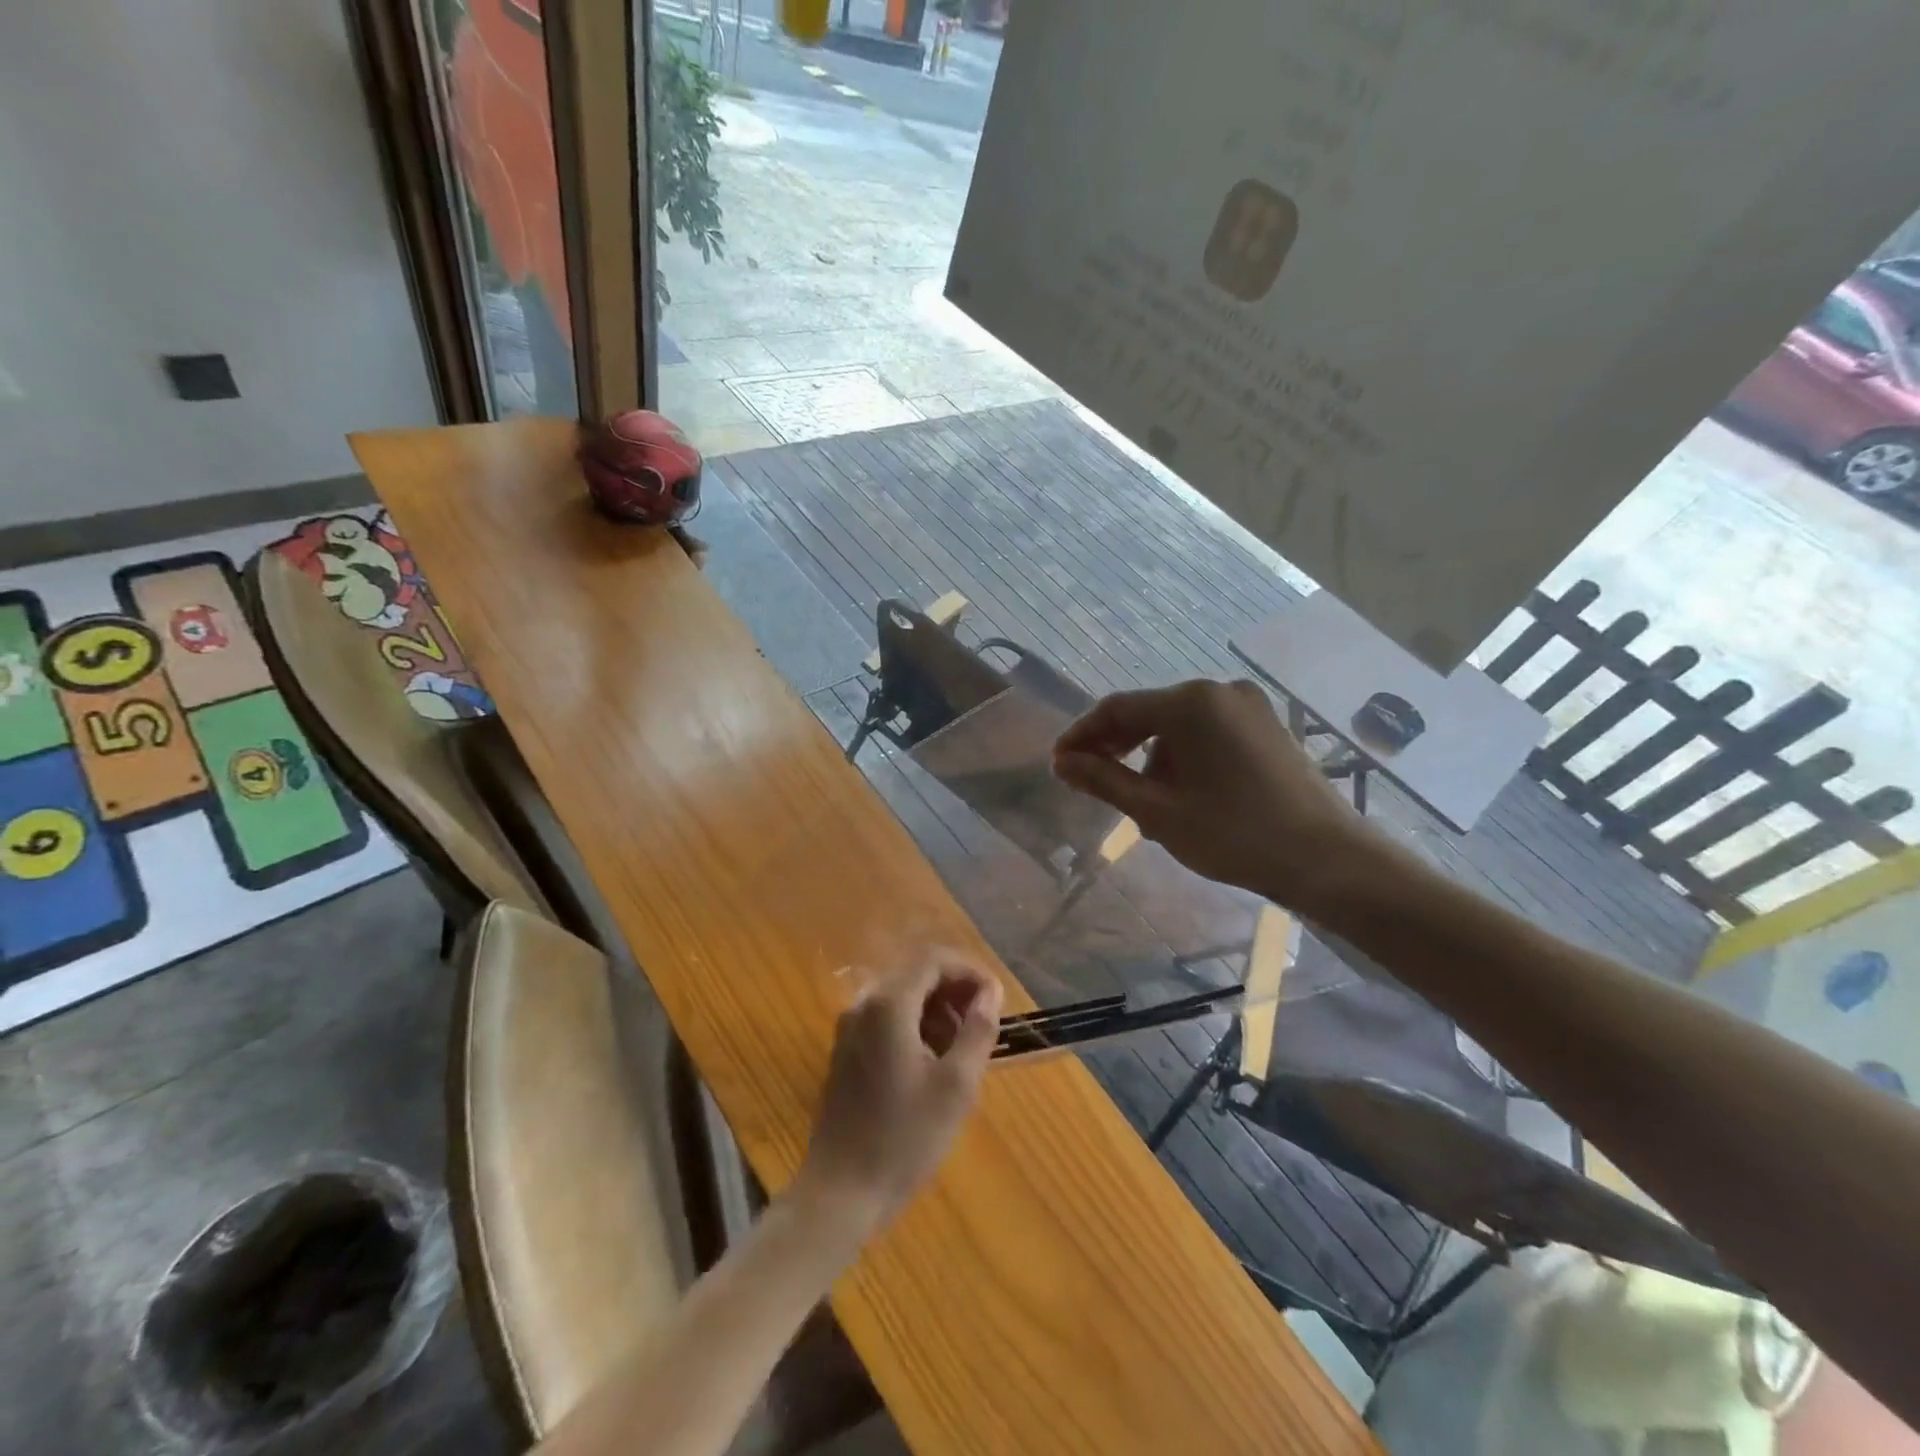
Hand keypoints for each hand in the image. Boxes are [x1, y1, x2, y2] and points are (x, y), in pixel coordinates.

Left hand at [794, 956, 1003, 1234]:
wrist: (840, 1193)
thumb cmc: (904, 1138)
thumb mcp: (956, 1086)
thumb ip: (977, 1030)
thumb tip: (991, 993)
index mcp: (889, 1005)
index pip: (933, 960)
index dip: (970, 971)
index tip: (996, 1000)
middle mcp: (864, 1006)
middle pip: (916, 975)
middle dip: (955, 992)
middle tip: (984, 1026)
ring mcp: (850, 1029)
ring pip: (903, 998)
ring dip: (938, 1011)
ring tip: (964, 1050)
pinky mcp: (846, 1053)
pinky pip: (887, 1021)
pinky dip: (916, 1028)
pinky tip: (934, 1065)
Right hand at [1052, 679, 1382, 908]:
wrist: (1327, 859)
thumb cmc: (1233, 833)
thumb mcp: (1157, 811)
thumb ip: (1104, 780)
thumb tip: (1062, 763)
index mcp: (1189, 703)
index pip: (1117, 709)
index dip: (1082, 735)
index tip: (1059, 764)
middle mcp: (1219, 691)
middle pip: (1149, 713)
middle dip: (1116, 746)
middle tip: (1089, 779)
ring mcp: (1249, 706)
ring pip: (1179, 725)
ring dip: (1150, 755)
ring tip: (1140, 798)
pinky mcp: (1267, 726)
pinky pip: (1208, 732)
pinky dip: (1184, 755)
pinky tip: (1181, 791)